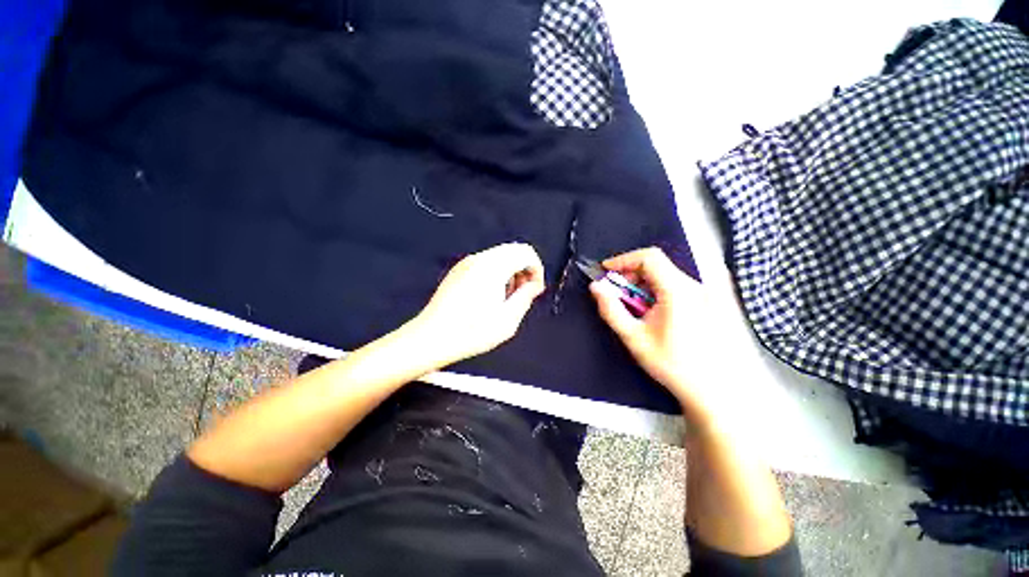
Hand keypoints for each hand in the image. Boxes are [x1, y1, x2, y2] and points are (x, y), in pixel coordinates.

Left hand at [410, 243, 544, 367]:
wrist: (431, 337)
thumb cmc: (472, 332)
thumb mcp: (508, 320)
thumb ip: (526, 297)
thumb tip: (535, 286)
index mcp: (494, 267)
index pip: (526, 253)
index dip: (537, 270)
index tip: (536, 290)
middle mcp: (479, 258)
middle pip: (513, 250)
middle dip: (525, 269)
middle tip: (524, 293)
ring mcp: (466, 263)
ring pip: (499, 255)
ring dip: (511, 271)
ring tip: (508, 297)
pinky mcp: (458, 270)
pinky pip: (485, 262)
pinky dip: (497, 272)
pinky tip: (491, 295)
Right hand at [590, 247, 721, 418]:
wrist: (715, 390)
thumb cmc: (673, 364)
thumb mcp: (634, 337)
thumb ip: (611, 309)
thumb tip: (596, 287)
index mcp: (678, 291)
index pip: (649, 257)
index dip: (623, 260)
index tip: (606, 271)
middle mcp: (697, 285)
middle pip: (658, 265)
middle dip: (632, 274)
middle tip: (618, 292)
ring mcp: (709, 293)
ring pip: (668, 274)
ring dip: (645, 283)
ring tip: (637, 306)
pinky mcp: (714, 301)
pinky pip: (680, 284)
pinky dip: (660, 290)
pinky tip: (657, 311)